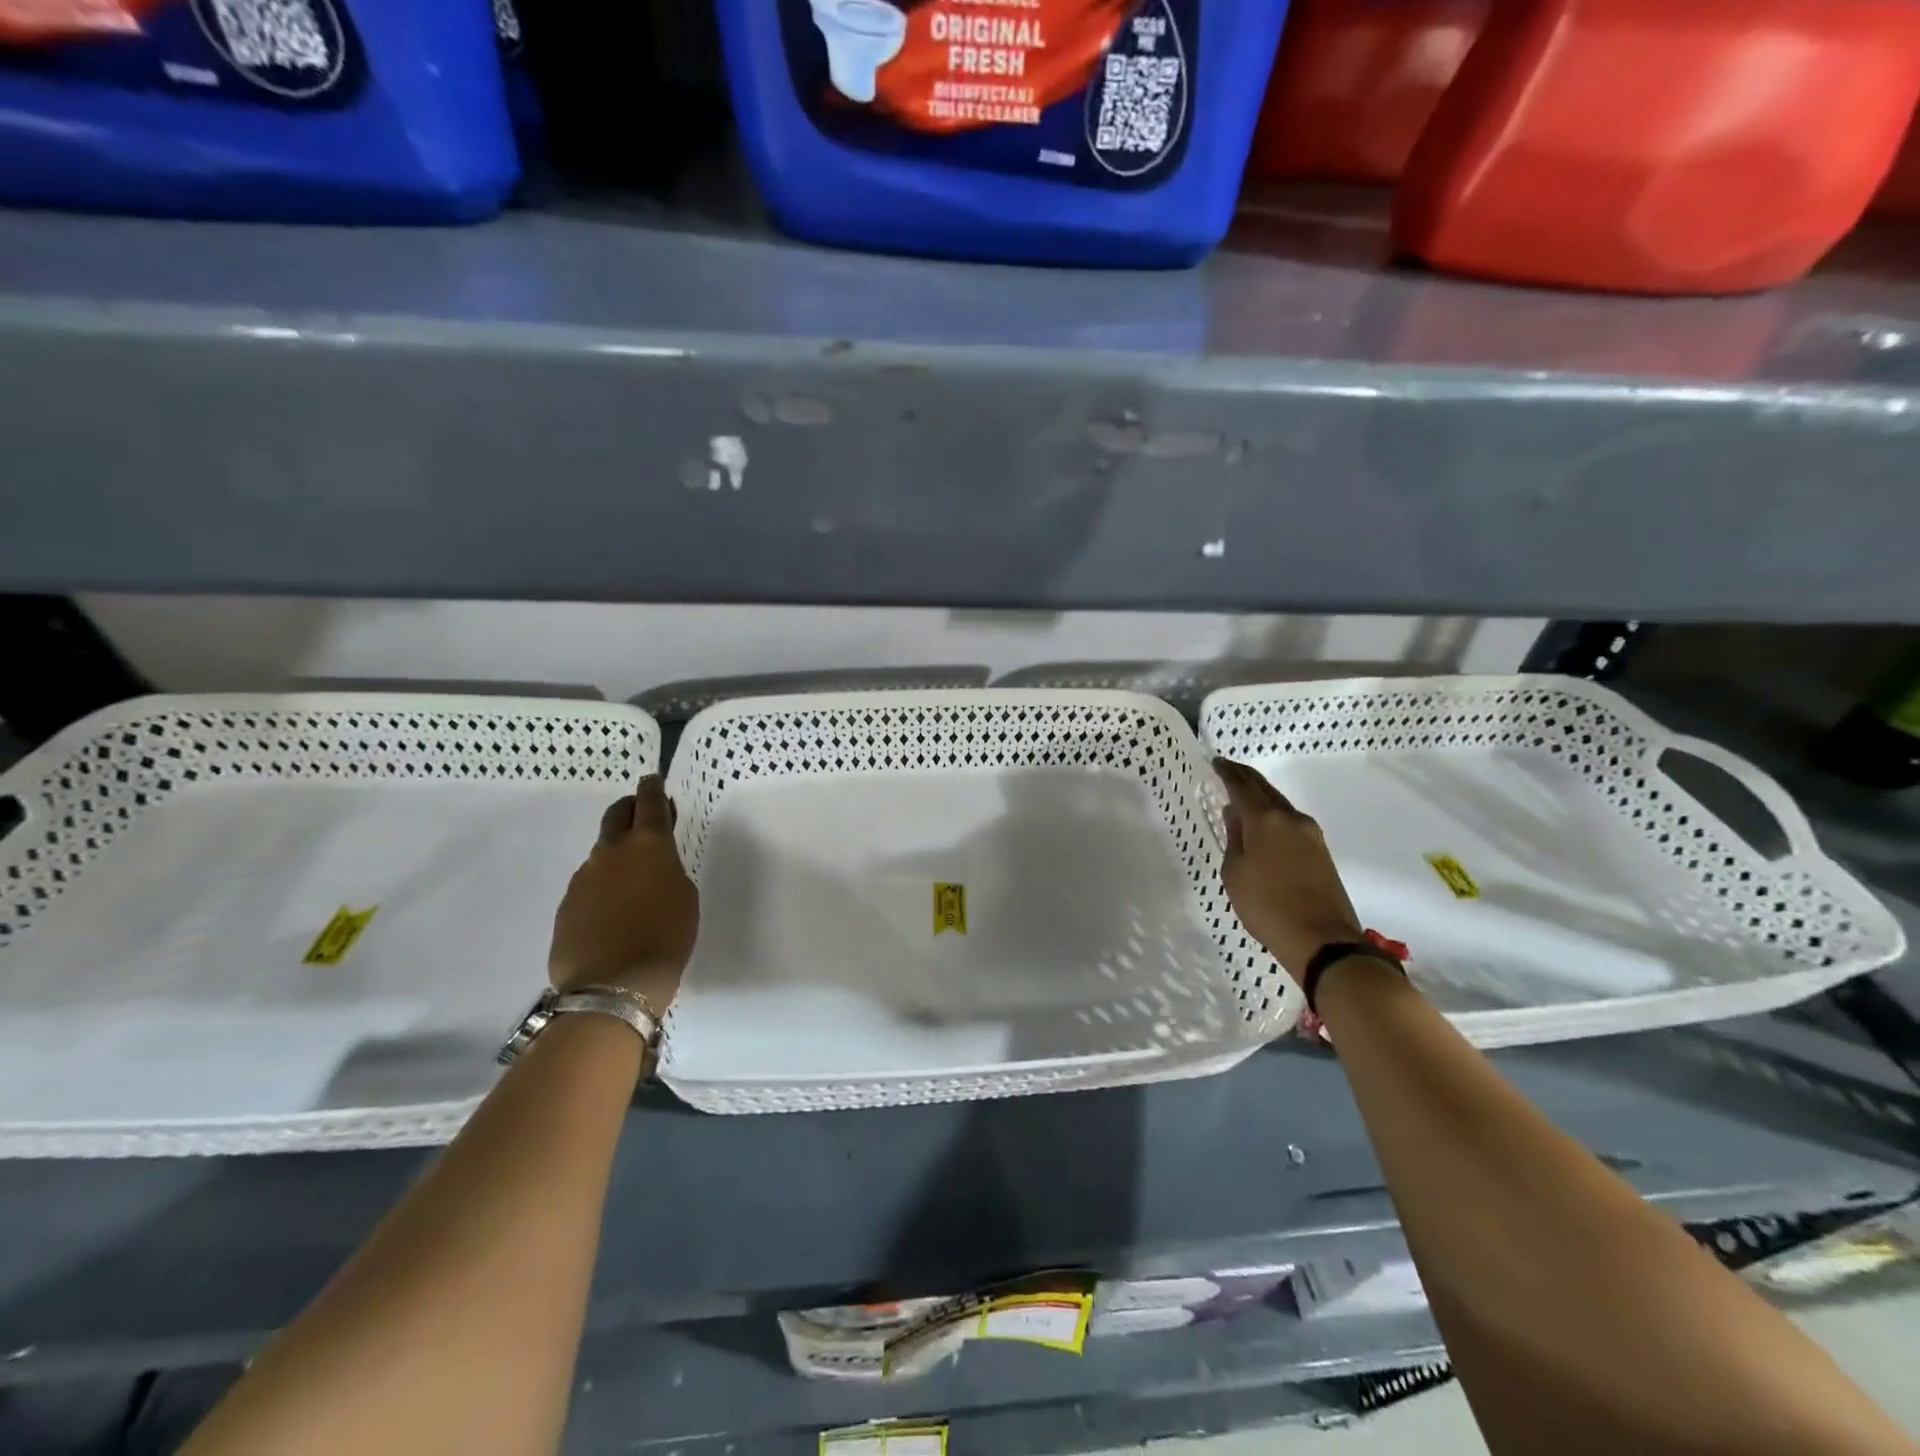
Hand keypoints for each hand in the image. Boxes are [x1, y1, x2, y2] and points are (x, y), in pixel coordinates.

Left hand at [549, 776, 698, 1010]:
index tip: (653, 780)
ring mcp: (583, 878)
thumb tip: (652, 868)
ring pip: (602, 854)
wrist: (613, 987)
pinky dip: (603, 889)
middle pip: (616, 815)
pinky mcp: (566, 905)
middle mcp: (611, 852)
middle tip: (642, 818)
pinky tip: (613, 914)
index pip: (649, 802)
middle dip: (629, 810)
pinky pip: (589, 886)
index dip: (652, 789)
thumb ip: (669, 871)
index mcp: (648, 845)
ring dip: (617, 857)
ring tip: (632, 883)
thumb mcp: (685, 897)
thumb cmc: (666, 937)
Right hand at [1214, 757, 1362, 983]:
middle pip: (1265, 789)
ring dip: (1261, 797)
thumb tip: (1234, 814)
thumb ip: (1234, 838)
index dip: (1228, 772)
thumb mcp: (1235, 874)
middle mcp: (1291, 819)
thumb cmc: (1267, 906)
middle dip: (1246, 778)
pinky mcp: (1321, 851)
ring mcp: (1310, 834)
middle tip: (1228, 770)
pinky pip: (1290, 822)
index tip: (1216, 762)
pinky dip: (1273, 816)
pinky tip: (1263, 825)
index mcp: (1266, 820)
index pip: (1242, 786)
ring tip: (1242, 797)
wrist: (1322, 940)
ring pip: (1280, 805)